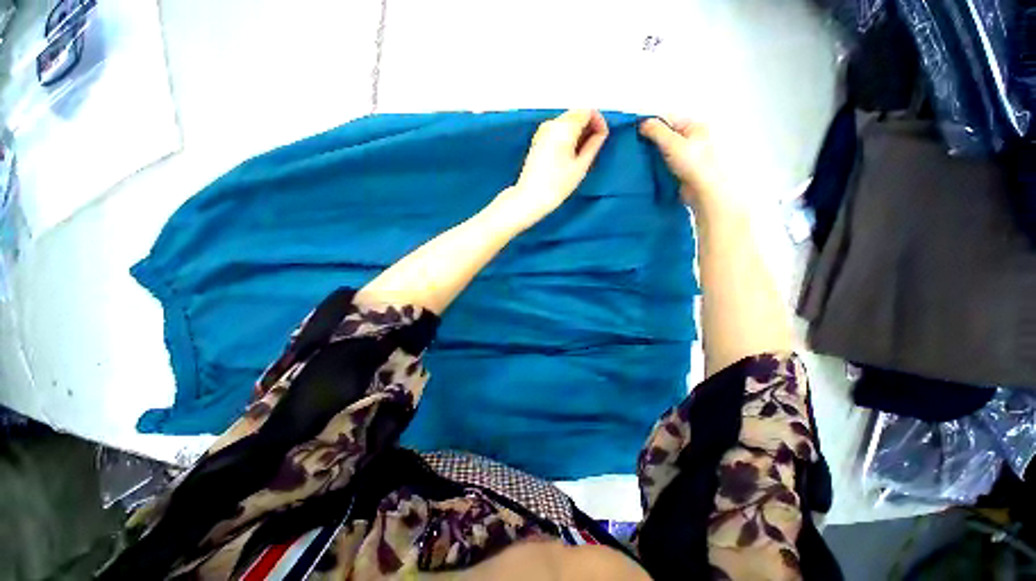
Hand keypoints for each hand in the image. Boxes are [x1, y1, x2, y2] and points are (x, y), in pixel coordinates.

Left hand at [493, 110, 608, 231]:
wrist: (530, 198)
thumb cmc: (556, 185)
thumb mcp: (580, 166)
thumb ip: (593, 145)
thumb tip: (600, 134)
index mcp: (563, 127)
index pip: (587, 111)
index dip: (599, 121)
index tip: (602, 136)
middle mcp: (551, 125)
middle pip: (576, 114)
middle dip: (588, 126)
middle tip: (595, 145)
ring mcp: (542, 132)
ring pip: (566, 122)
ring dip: (578, 132)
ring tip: (582, 153)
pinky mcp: (537, 141)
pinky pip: (557, 131)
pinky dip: (567, 137)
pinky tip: (569, 155)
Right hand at [639, 118, 728, 214]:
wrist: (701, 190)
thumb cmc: (692, 164)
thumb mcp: (672, 143)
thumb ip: (656, 131)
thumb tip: (642, 122)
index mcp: (693, 126)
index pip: (667, 119)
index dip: (651, 124)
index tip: (634, 132)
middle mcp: (690, 138)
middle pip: (665, 134)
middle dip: (650, 140)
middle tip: (633, 146)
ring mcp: (685, 155)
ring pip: (663, 150)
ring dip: (651, 153)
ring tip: (637, 158)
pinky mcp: (679, 169)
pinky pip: (663, 162)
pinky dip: (654, 164)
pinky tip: (645, 168)